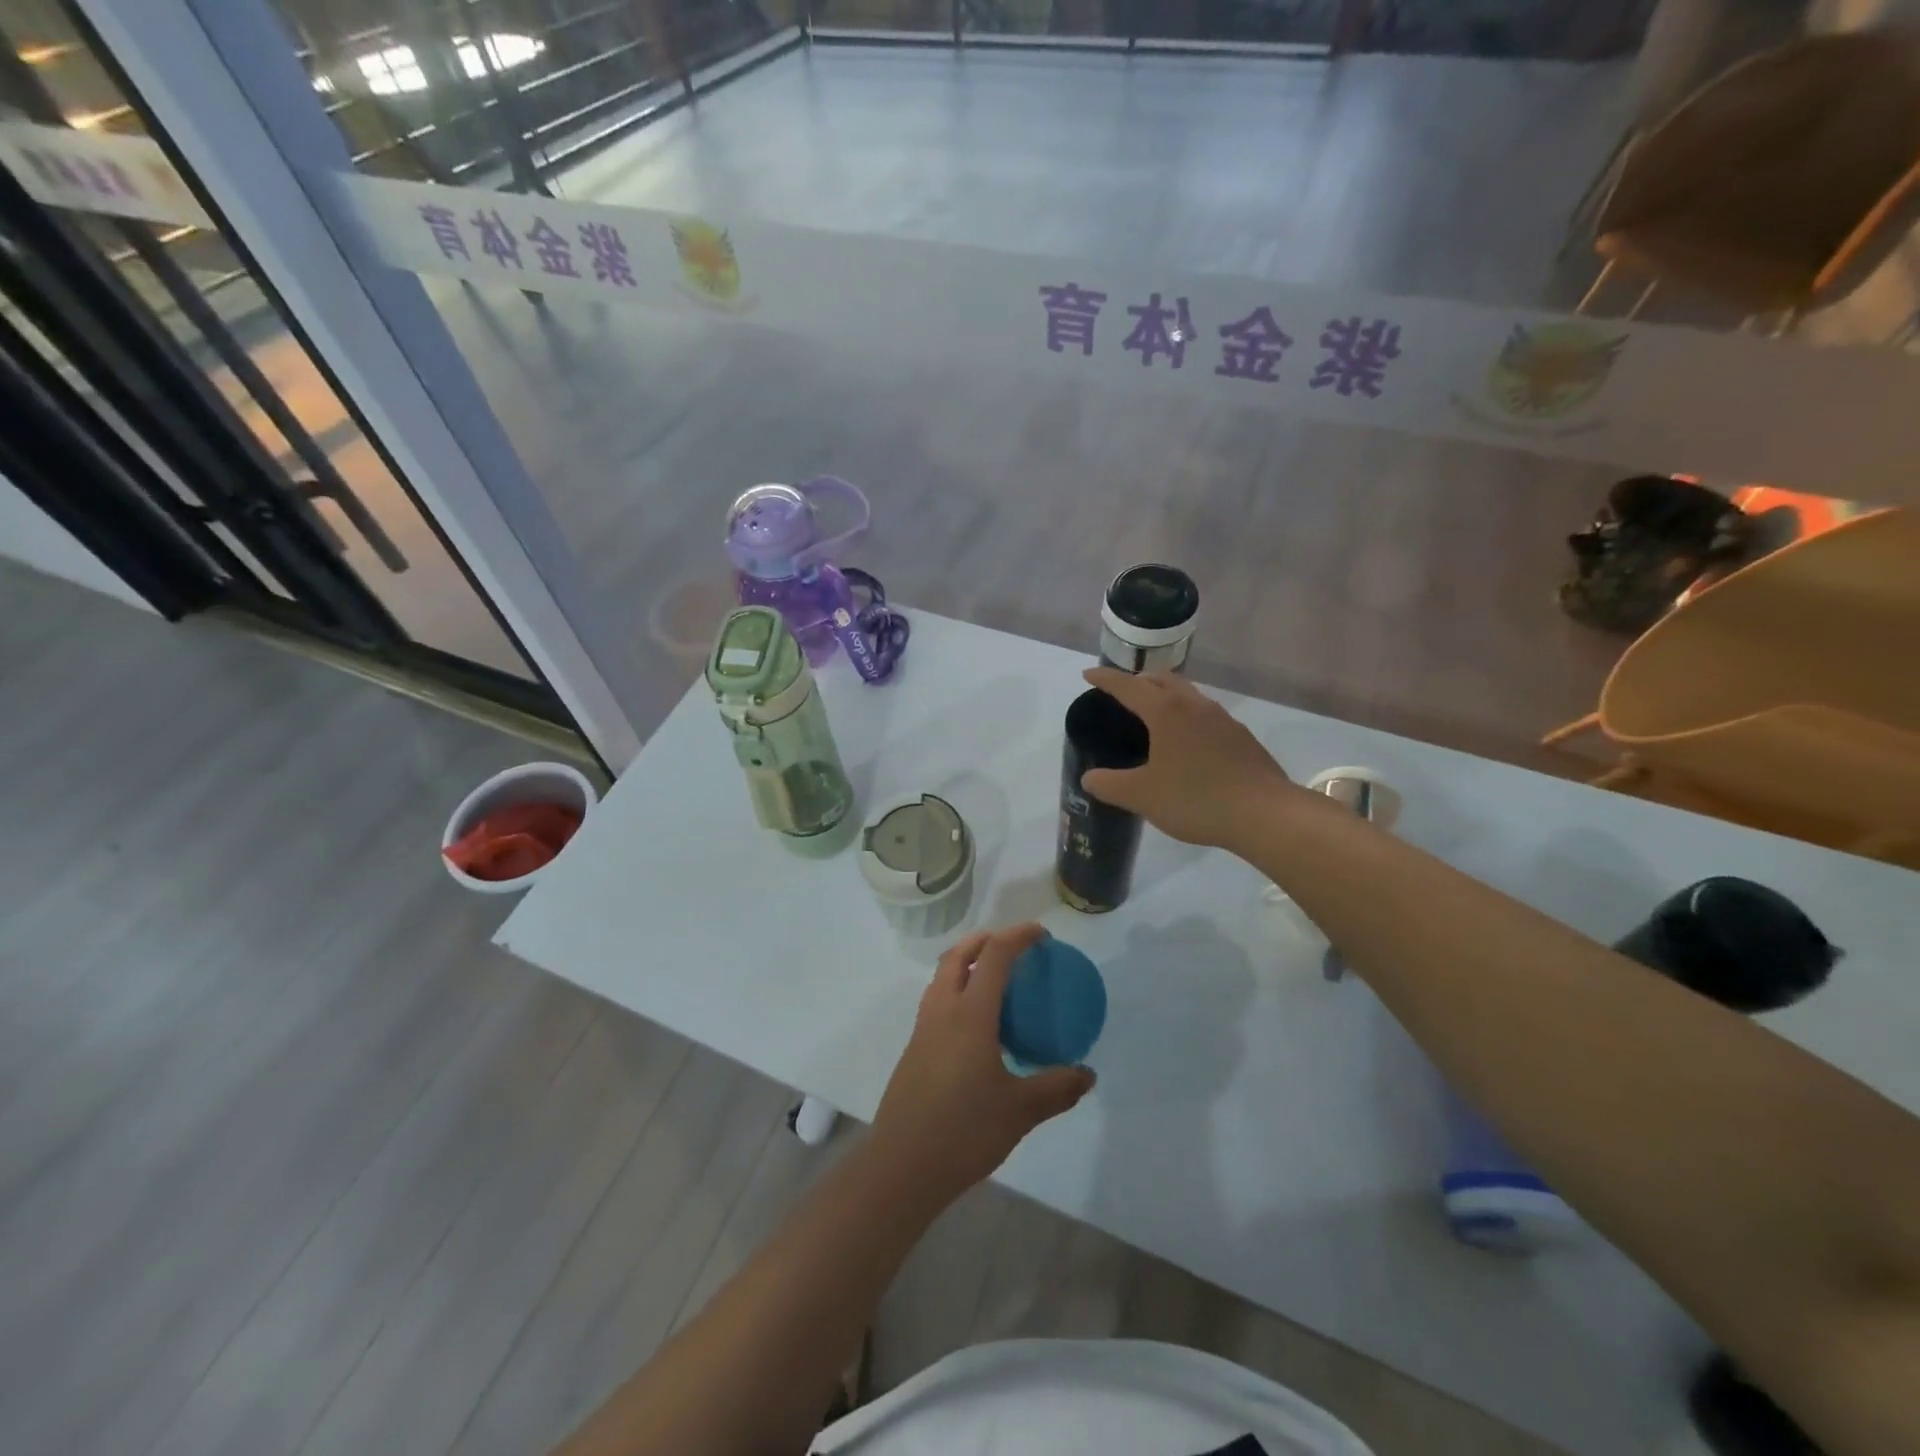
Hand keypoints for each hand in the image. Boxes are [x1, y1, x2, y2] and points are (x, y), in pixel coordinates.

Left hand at [870, 924, 1095, 1205]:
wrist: (902, 1165)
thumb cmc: (964, 1130)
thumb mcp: (1020, 1111)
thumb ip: (1057, 1088)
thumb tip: (1087, 1074)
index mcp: (970, 1013)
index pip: (995, 956)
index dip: (1019, 936)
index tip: (1042, 934)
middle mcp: (942, 1010)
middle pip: (959, 954)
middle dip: (986, 940)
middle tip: (1014, 947)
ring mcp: (923, 1028)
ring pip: (942, 976)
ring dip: (967, 963)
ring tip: (995, 979)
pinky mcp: (914, 1049)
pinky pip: (937, 1000)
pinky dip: (957, 990)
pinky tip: (977, 1025)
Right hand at [1080, 667, 1299, 850]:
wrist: (1264, 813)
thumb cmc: (1195, 798)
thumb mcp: (1142, 796)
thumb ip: (1110, 785)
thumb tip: (1089, 777)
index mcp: (1166, 711)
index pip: (1128, 686)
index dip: (1105, 679)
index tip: (1088, 674)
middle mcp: (1194, 705)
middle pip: (1162, 679)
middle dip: (1138, 680)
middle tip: (1121, 692)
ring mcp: (1222, 719)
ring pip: (1187, 694)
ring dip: (1165, 695)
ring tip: (1152, 713)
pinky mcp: (1240, 737)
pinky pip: (1205, 714)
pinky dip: (1186, 716)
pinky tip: (1185, 741)